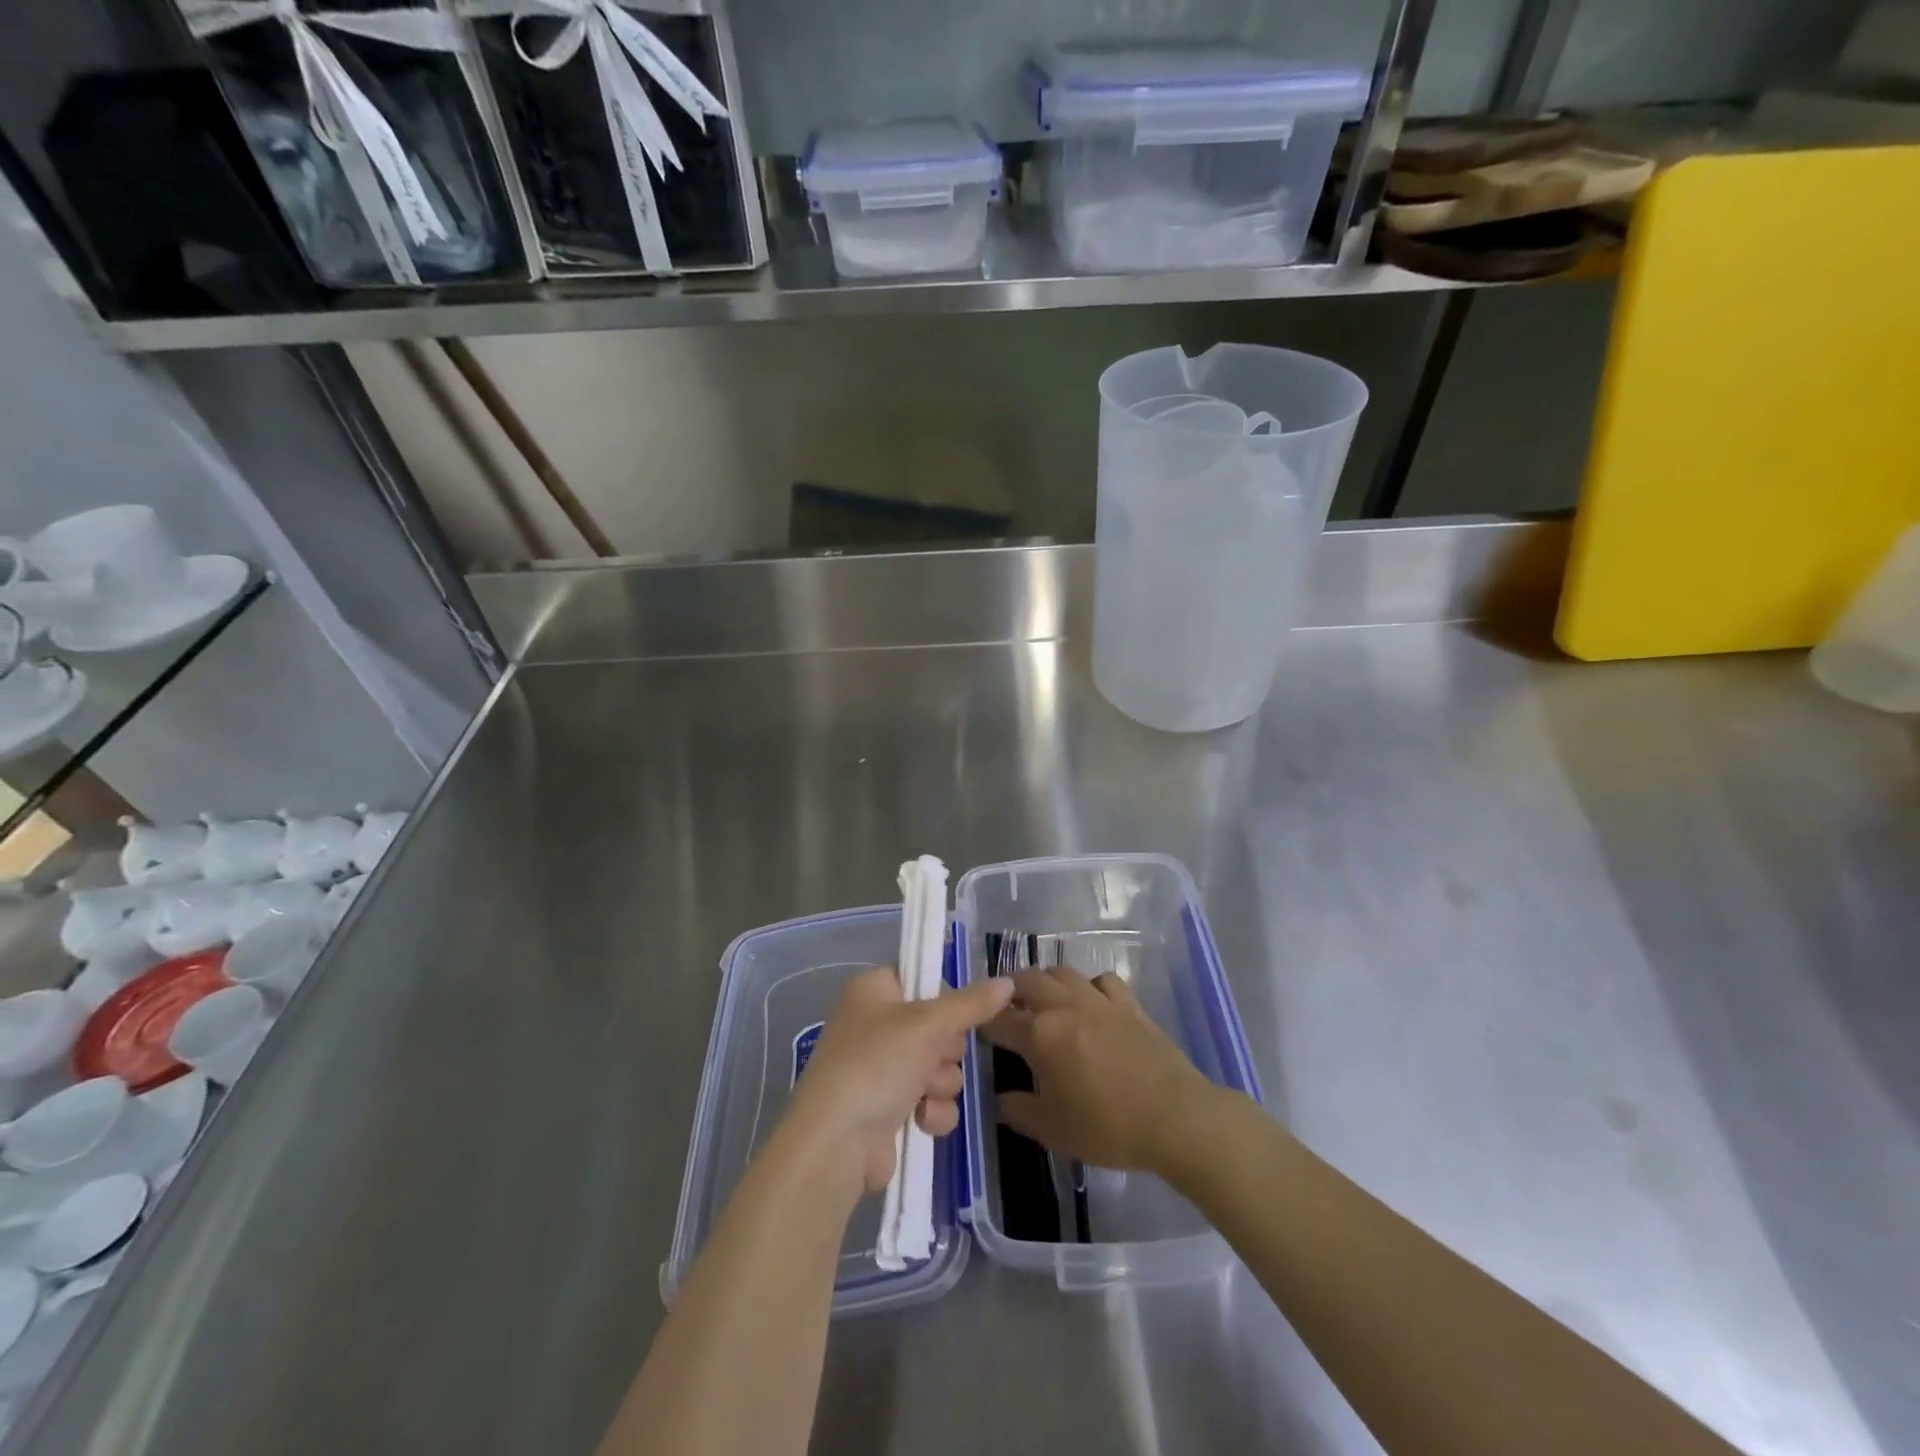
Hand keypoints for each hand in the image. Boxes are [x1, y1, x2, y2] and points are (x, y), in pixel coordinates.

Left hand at [784, 967, 1013, 1197]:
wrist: (837, 1143)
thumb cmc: (877, 1063)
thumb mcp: (928, 1023)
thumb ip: (971, 1003)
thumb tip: (1007, 982)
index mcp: (874, 990)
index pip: (921, 978)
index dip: (944, 996)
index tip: (958, 1010)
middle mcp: (876, 1025)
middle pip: (939, 1026)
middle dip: (945, 1049)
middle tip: (932, 1057)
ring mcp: (883, 1069)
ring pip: (941, 1066)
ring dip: (941, 1083)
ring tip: (922, 1094)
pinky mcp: (891, 1108)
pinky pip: (933, 1100)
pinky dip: (933, 1111)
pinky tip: (920, 1121)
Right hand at [981, 966, 1221, 1175]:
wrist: (1175, 1117)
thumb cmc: (1108, 1127)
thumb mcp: (1054, 1130)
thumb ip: (1020, 1112)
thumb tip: (999, 1100)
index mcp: (1040, 1035)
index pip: (999, 1020)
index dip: (983, 1024)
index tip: (976, 1030)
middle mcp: (1064, 1006)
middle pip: (1027, 981)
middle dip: (1009, 990)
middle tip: (1005, 1008)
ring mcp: (1099, 1000)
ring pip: (1062, 972)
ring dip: (1045, 981)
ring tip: (1042, 999)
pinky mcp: (1129, 1004)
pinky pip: (1102, 980)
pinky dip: (1088, 985)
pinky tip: (1090, 1001)